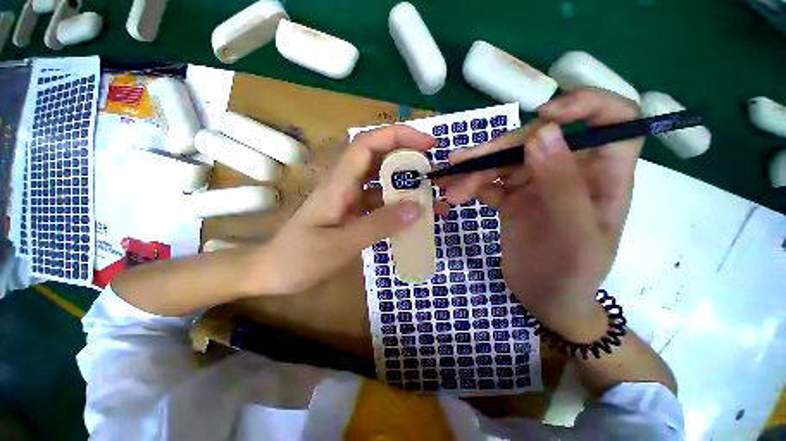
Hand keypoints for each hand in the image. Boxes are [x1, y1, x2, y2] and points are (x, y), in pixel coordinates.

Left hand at [254, 126, 440, 294]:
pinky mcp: (353, 213)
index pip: (368, 144)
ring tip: (431, 195)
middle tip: (434, 171)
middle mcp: (346, 184)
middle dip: (408, 158)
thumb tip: (416, 208)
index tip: (427, 144)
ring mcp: (350, 199)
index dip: (398, 136)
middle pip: (379, 158)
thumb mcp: (340, 244)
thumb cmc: (299, 258)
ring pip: (382, 181)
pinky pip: (380, 203)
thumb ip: (378, 226)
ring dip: (406, 184)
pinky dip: (398, 206)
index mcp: (338, 183)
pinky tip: (412, 216)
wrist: (273, 272)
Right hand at [440, 89, 642, 339]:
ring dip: (474, 171)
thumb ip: (562, 185)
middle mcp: (571, 171)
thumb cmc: (571, 275)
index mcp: (604, 176)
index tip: (545, 114)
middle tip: (460, 165)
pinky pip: (490, 182)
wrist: (544, 299)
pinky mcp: (513, 197)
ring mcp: (538, 184)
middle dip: (497, 151)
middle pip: (536, 139)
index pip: (614, 120)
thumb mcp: (574, 236)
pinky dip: (470, 185)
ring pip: (506, 161)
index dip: (586, 105)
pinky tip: (453, 194)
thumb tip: (542, 133)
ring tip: (449, 186)